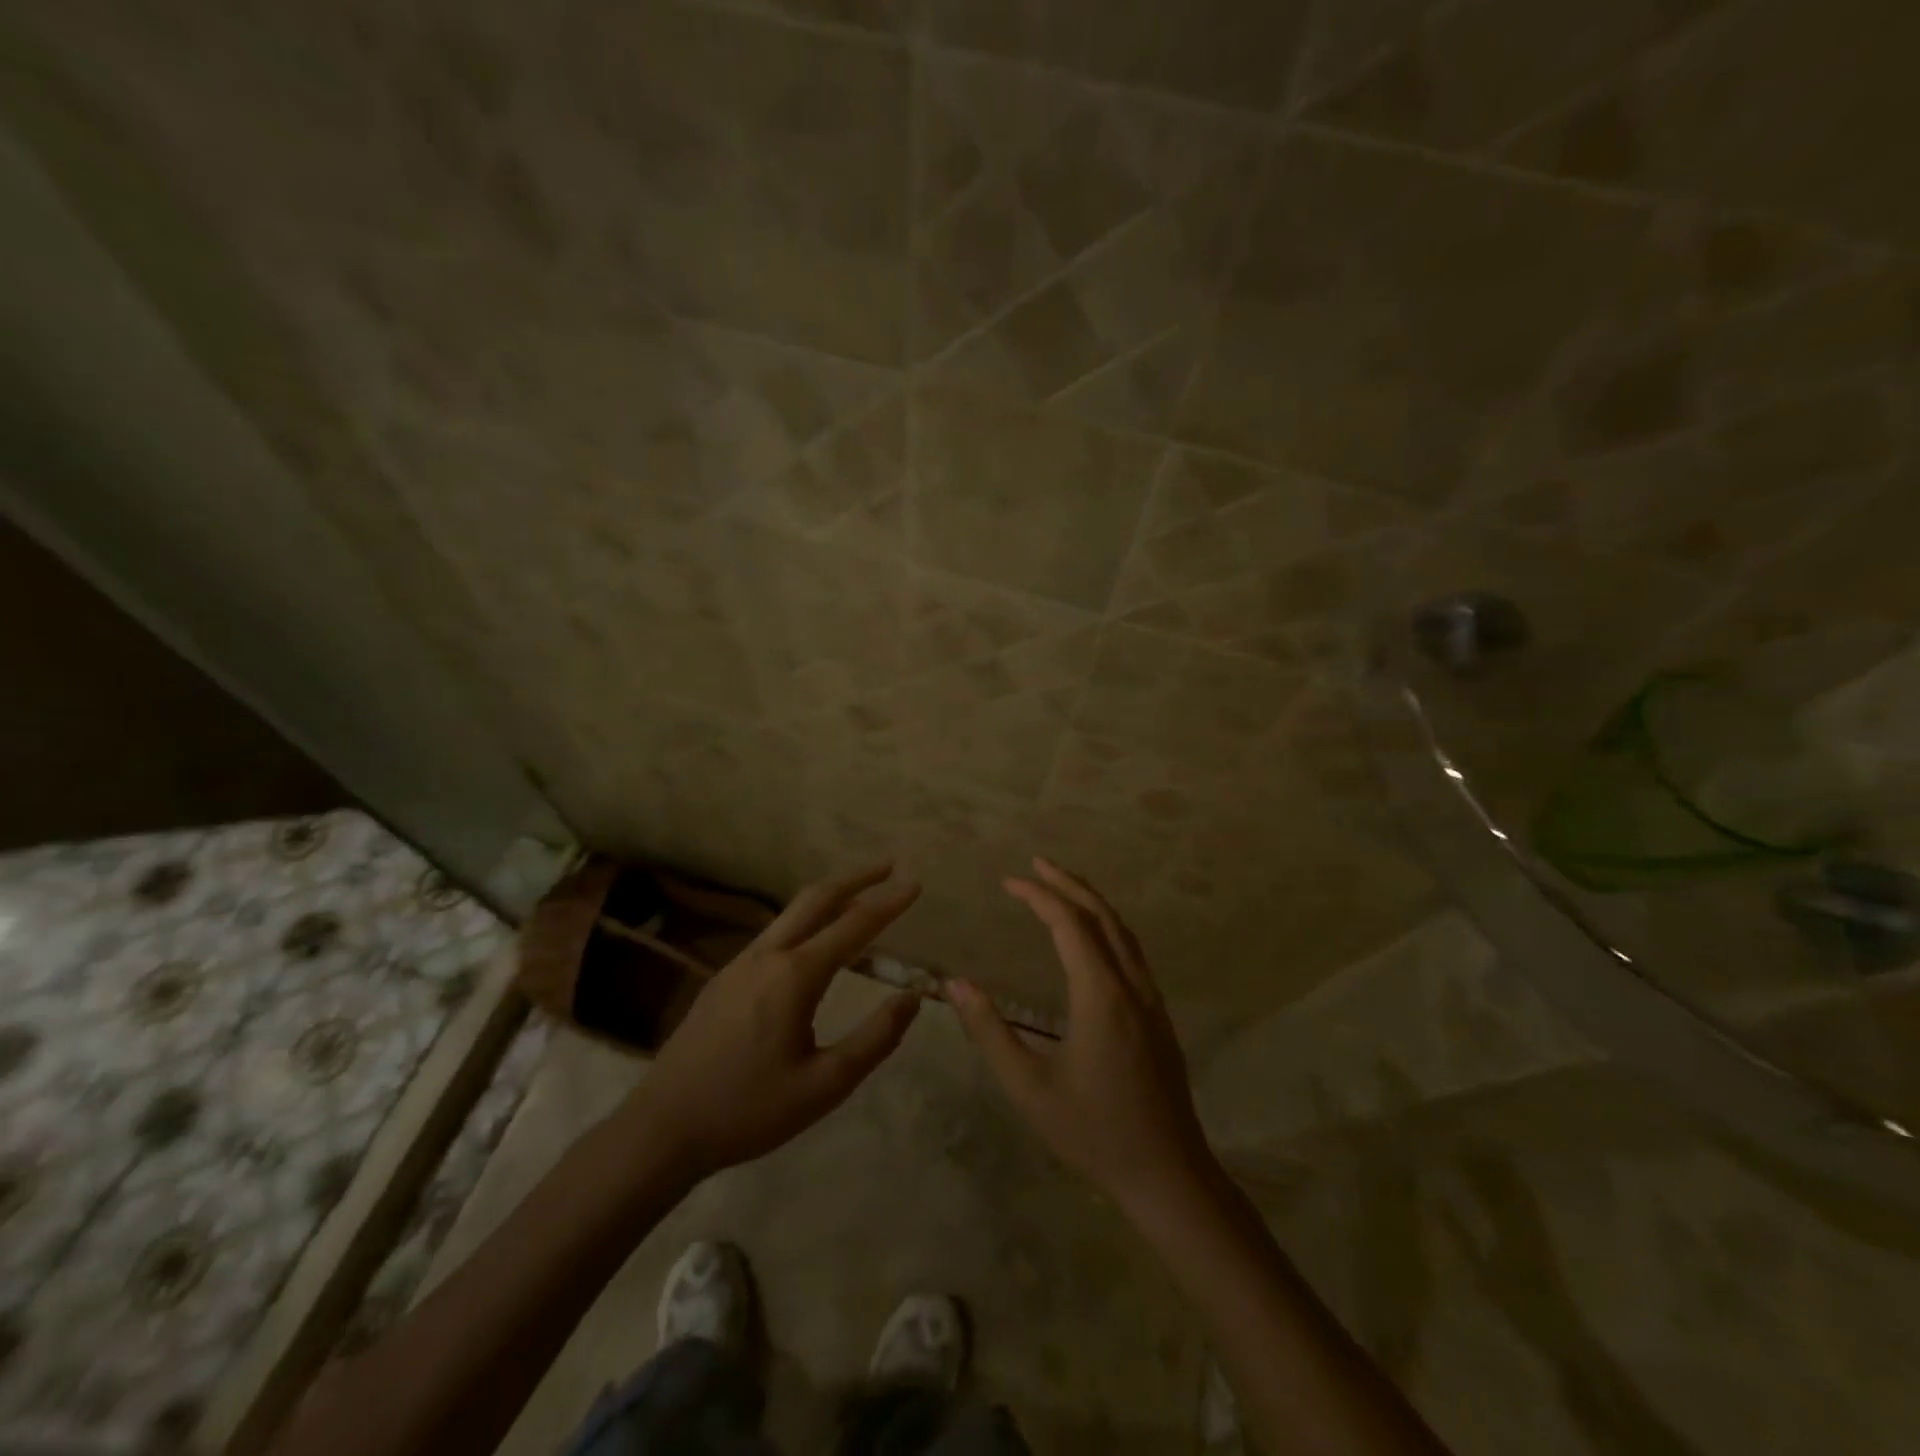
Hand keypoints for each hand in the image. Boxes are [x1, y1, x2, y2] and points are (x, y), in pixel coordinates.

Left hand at [627, 863, 922, 1178]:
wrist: (663, 1127)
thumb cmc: (749, 1110)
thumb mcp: (825, 1085)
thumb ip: (875, 1038)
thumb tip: (912, 997)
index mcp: (795, 976)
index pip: (853, 925)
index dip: (888, 902)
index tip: (916, 882)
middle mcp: (768, 955)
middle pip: (817, 899)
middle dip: (857, 878)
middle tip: (890, 866)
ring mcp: (740, 962)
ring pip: (792, 913)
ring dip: (830, 896)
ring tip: (860, 896)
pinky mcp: (724, 977)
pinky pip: (775, 933)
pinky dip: (806, 920)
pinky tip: (814, 939)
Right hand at [946, 858, 1220, 1219]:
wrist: (1168, 1174)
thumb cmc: (1093, 1132)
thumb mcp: (1029, 1087)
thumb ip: (990, 1032)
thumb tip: (957, 983)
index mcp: (1100, 994)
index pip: (1068, 923)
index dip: (1037, 896)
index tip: (1008, 881)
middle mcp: (1130, 984)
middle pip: (1101, 915)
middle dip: (1068, 883)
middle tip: (1036, 863)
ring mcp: (1151, 998)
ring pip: (1123, 931)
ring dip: (1092, 901)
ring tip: (1062, 887)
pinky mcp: (1158, 1015)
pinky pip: (1132, 951)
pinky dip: (1108, 926)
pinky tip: (1094, 937)